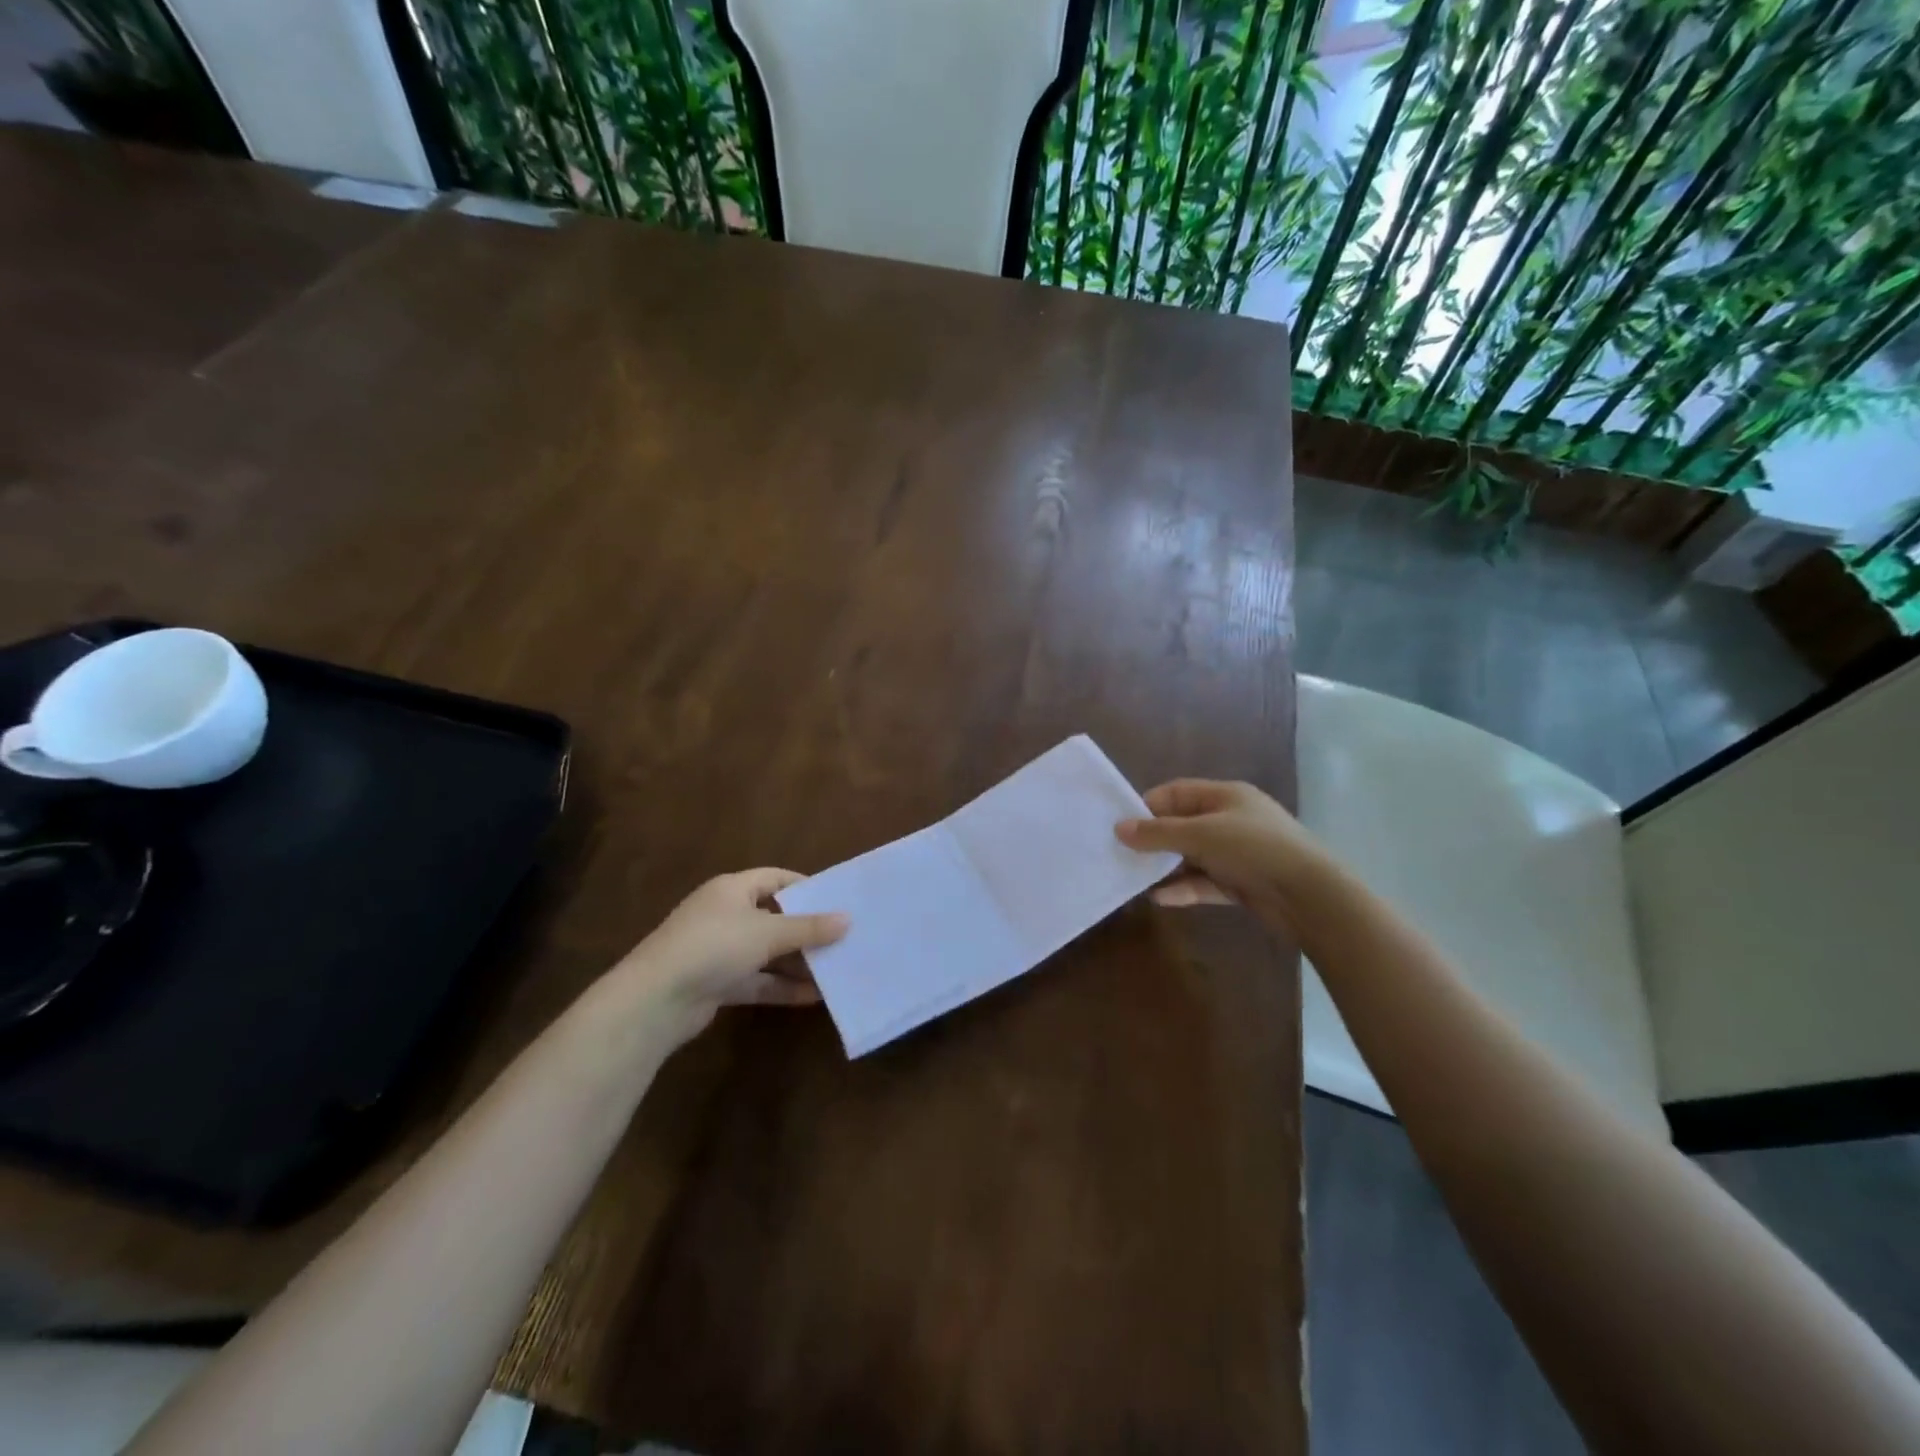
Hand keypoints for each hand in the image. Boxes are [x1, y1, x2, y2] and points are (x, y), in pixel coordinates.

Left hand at [615, 869, 847, 1041]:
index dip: (805, 887)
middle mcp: (725, 915)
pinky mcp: (717, 983)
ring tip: (836, 969)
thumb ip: (808, 928)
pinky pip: (757, 980)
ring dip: (797, 962)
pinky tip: (813, 996)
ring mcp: (719, 951)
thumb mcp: (767, 933)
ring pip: (767, 952)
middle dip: (806, 930)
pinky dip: (781, 986)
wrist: (655, 1000)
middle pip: (774, 917)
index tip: (836, 900)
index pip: (775, 878)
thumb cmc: (714, 947)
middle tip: (843, 938)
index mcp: (732, 889)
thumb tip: (847, 919)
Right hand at [1115, 779, 1333, 925]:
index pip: (1177, 793)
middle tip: (1121, 853)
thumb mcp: (1201, 835)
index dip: (1148, 805)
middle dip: (1153, 839)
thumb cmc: (1254, 849)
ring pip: (1191, 856)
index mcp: (1225, 796)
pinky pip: (1204, 882)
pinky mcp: (1241, 884)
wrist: (1310, 895)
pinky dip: (1184, 888)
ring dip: (1166, 867)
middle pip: (1182, 825)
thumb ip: (1158, 833)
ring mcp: (1237, 853)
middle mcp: (1230, 820)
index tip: (1121, 825)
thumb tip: (1118, 829)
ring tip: (1134, 877)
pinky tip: (1159, 898)